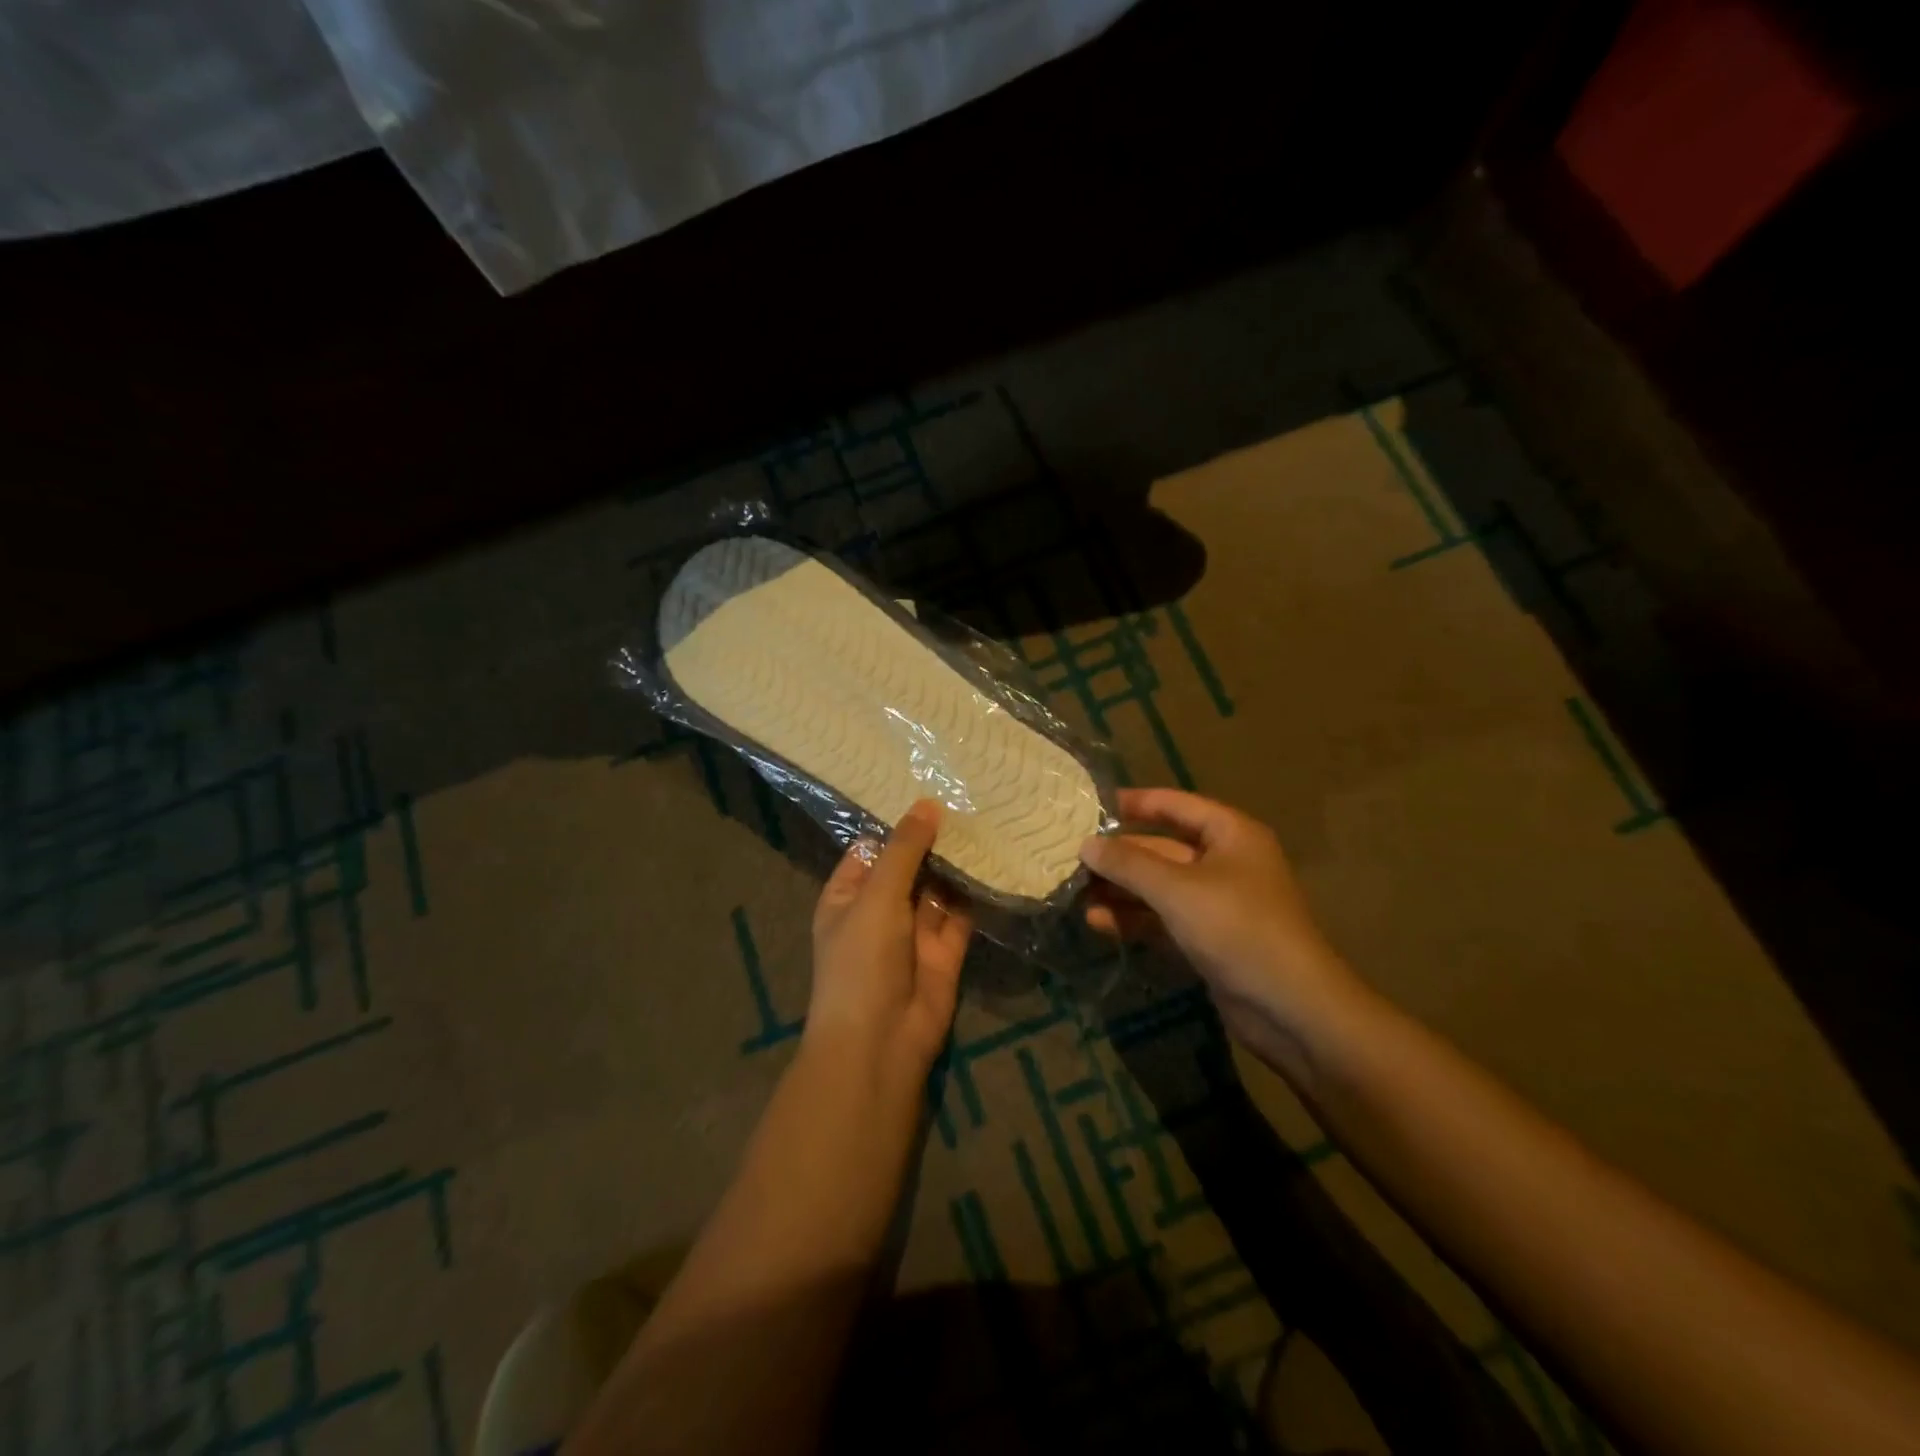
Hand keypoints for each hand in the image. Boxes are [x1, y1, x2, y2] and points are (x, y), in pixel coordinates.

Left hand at [808, 800, 973, 1091]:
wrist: (881, 1041)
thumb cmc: (862, 960)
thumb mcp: (877, 896)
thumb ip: (904, 850)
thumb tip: (927, 804)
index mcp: (849, 895)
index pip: (873, 849)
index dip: (898, 823)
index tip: (928, 787)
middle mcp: (881, 909)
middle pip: (910, 865)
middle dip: (934, 839)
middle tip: (968, 795)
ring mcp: (914, 931)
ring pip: (938, 888)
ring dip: (957, 863)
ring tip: (987, 818)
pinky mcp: (946, 950)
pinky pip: (961, 914)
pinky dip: (975, 892)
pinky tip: (996, 859)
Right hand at [1080, 788, 1357, 1051]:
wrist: (1291, 1008)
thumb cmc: (1237, 927)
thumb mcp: (1176, 889)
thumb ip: (1128, 864)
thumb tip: (1086, 844)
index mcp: (1230, 835)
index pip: (1175, 805)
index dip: (1135, 803)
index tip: (1091, 807)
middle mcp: (1225, 862)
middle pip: (1162, 848)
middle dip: (1119, 855)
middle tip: (1071, 857)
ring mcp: (1217, 904)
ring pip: (1159, 887)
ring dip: (1121, 890)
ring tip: (1075, 892)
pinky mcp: (1208, 940)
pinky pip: (1163, 918)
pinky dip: (1133, 919)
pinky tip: (1097, 922)